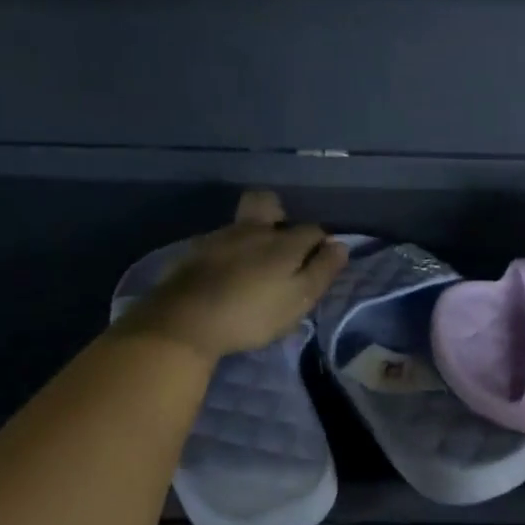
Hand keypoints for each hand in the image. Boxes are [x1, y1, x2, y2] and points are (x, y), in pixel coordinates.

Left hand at [117, 191, 348, 362]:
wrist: (184, 321)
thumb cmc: (252, 313)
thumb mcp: (299, 299)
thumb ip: (322, 270)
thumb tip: (340, 245)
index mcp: (283, 241)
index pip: (312, 230)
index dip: (320, 244)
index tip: (320, 264)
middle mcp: (252, 229)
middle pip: (267, 203)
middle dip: (278, 214)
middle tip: (281, 244)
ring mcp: (219, 237)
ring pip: (241, 224)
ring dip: (251, 237)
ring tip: (252, 267)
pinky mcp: (192, 252)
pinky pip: (218, 243)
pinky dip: (227, 253)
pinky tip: (225, 274)